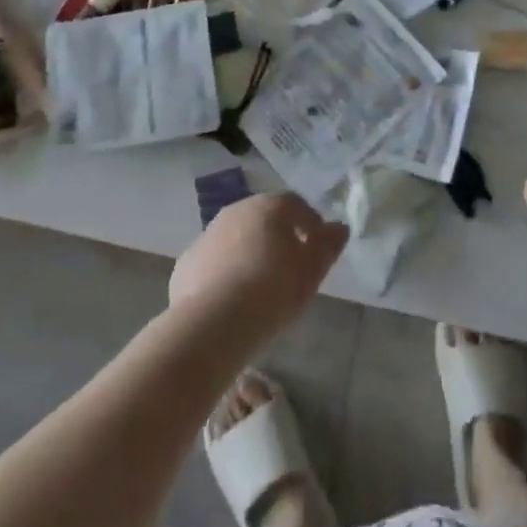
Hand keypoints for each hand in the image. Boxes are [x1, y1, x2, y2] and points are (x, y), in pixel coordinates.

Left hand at [169, 194, 347, 347]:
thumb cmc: (273, 290)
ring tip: (260, 286)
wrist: (213, 322)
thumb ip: (328, 245)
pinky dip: (225, 273)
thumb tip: (339, 227)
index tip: (318, 248)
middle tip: (290, 267)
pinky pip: (214, 262)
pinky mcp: (187, 263)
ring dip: (249, 253)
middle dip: (278, 236)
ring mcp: (207, 235)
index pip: (295, 204)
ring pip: (236, 238)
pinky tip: (232, 299)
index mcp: (269, 206)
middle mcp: (236, 211)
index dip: (310, 223)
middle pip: (263, 218)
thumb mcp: (312, 270)